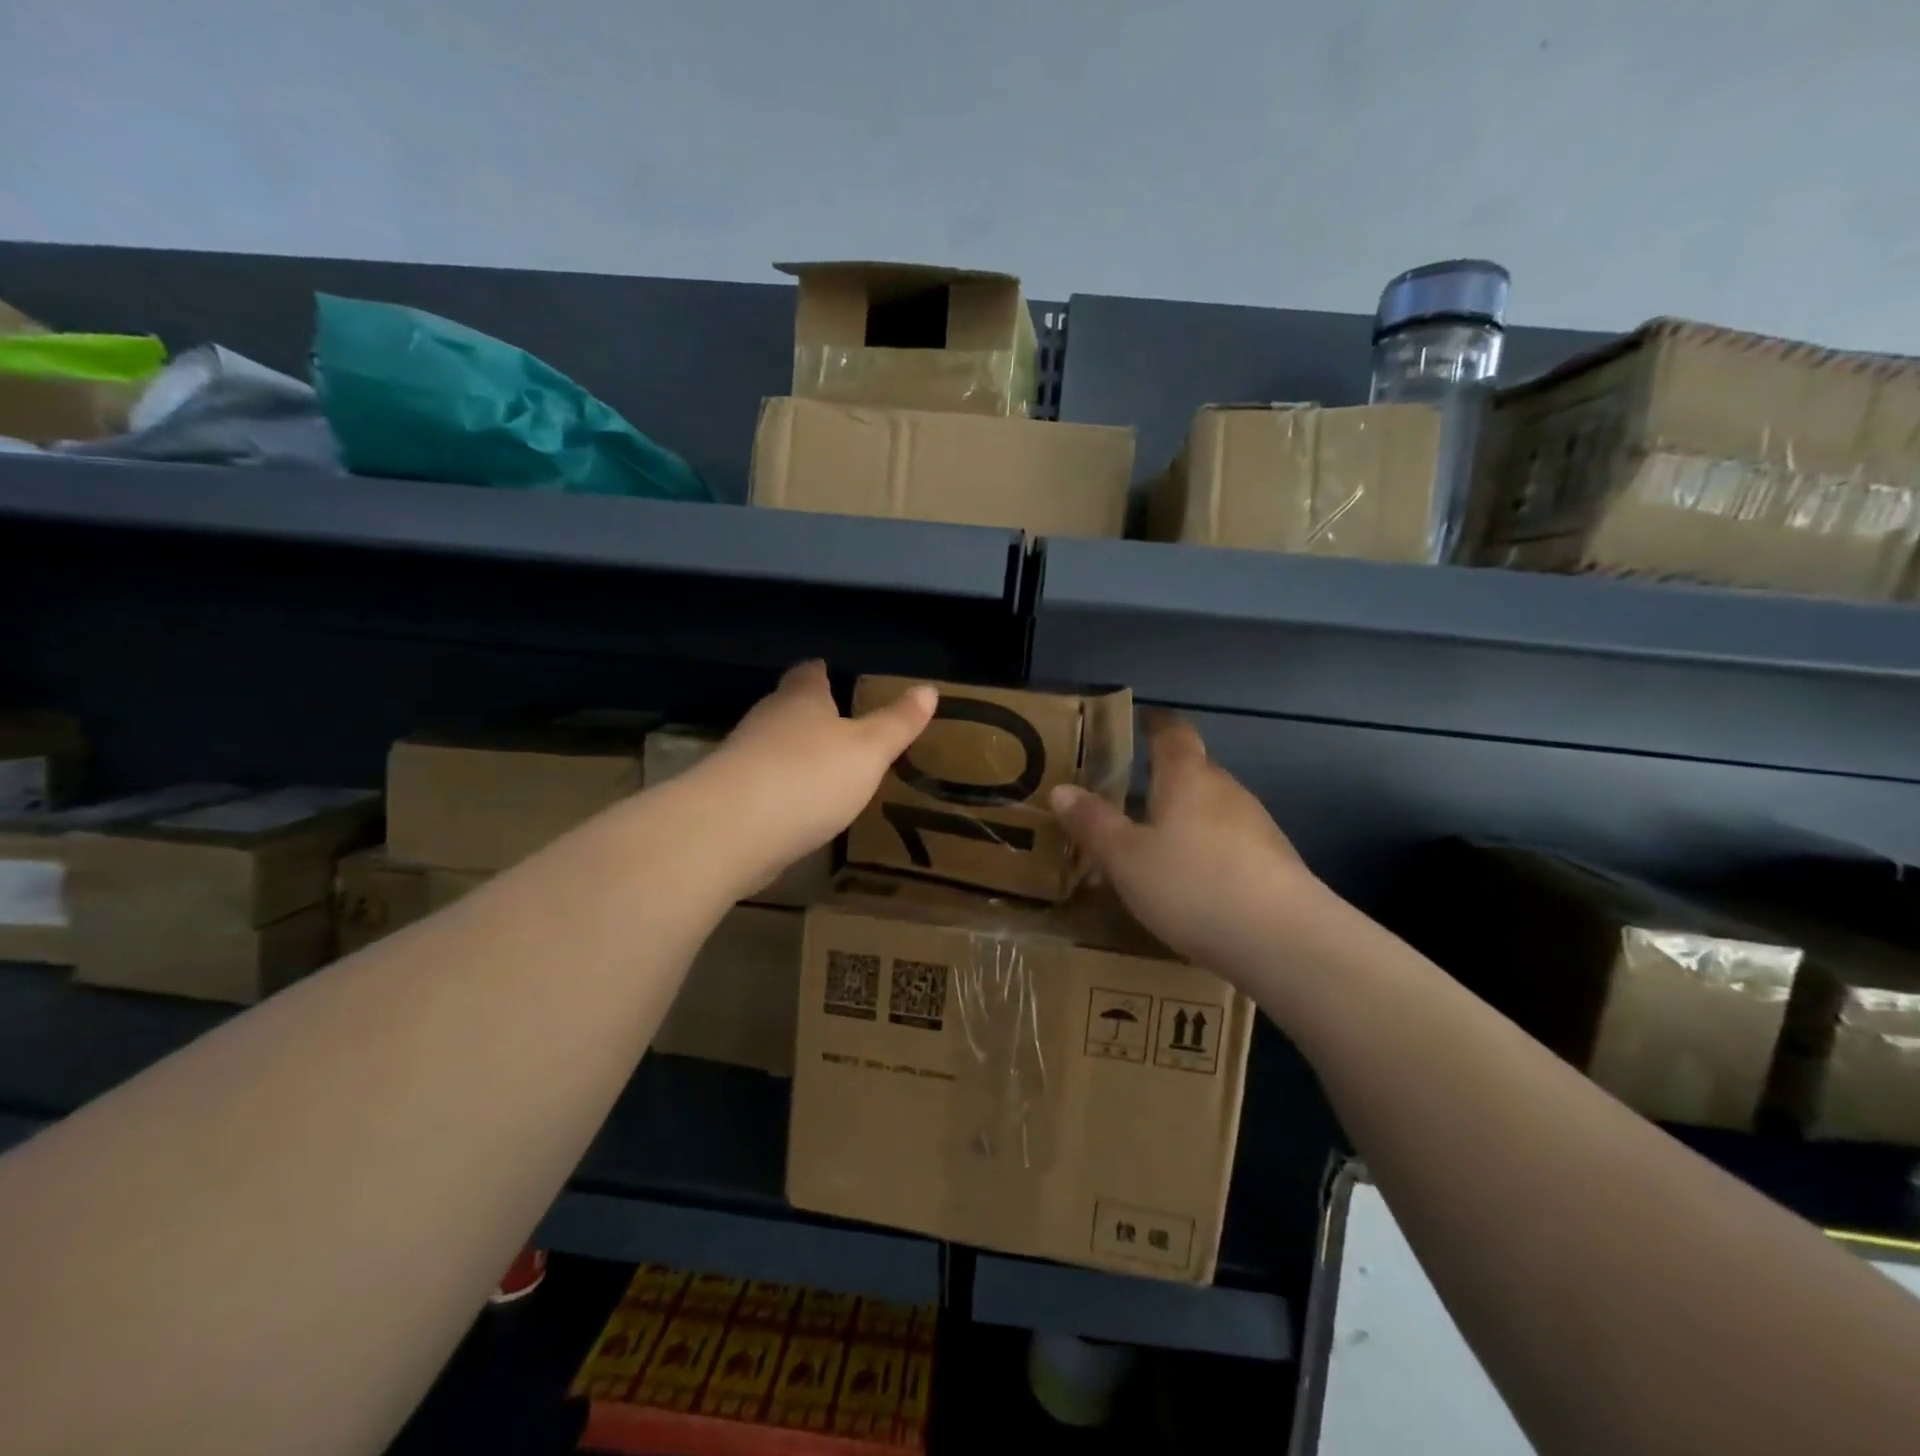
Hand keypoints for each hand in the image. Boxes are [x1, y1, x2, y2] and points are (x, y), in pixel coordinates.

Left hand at [707, 661, 936, 882]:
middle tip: (832, 719)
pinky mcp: (730, 799)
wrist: (732, 830)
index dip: (820, 672)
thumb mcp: (869, 750)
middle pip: (786, 707)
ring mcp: (742, 759)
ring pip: (771, 746)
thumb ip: (897, 723)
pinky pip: (761, 783)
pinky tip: (795, 805)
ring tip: (819, 763)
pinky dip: (779, 788)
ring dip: (792, 752)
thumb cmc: (810, 776)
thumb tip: (928, 689)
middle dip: (807, 712)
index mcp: (801, 700)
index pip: (808, 675)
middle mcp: (766, 721)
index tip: (826, 669)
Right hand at [1051, 712, 1322, 978]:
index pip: (1173, 734)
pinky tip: (1194, 879)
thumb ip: (1093, 823)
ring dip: (1188, 815)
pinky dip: (1208, 848)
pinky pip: (1232, 841)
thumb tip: (1061, 789)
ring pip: (1214, 808)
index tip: (1144, 719)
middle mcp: (1226, 791)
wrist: (1283, 940)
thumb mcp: (1126, 857)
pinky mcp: (1275, 862)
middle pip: (1196, 770)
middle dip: (1167, 775)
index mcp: (1187, 778)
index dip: (1157, 724)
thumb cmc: (1191, 885)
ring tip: (1158, 839)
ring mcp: (1257, 826)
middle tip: (1134, 790)